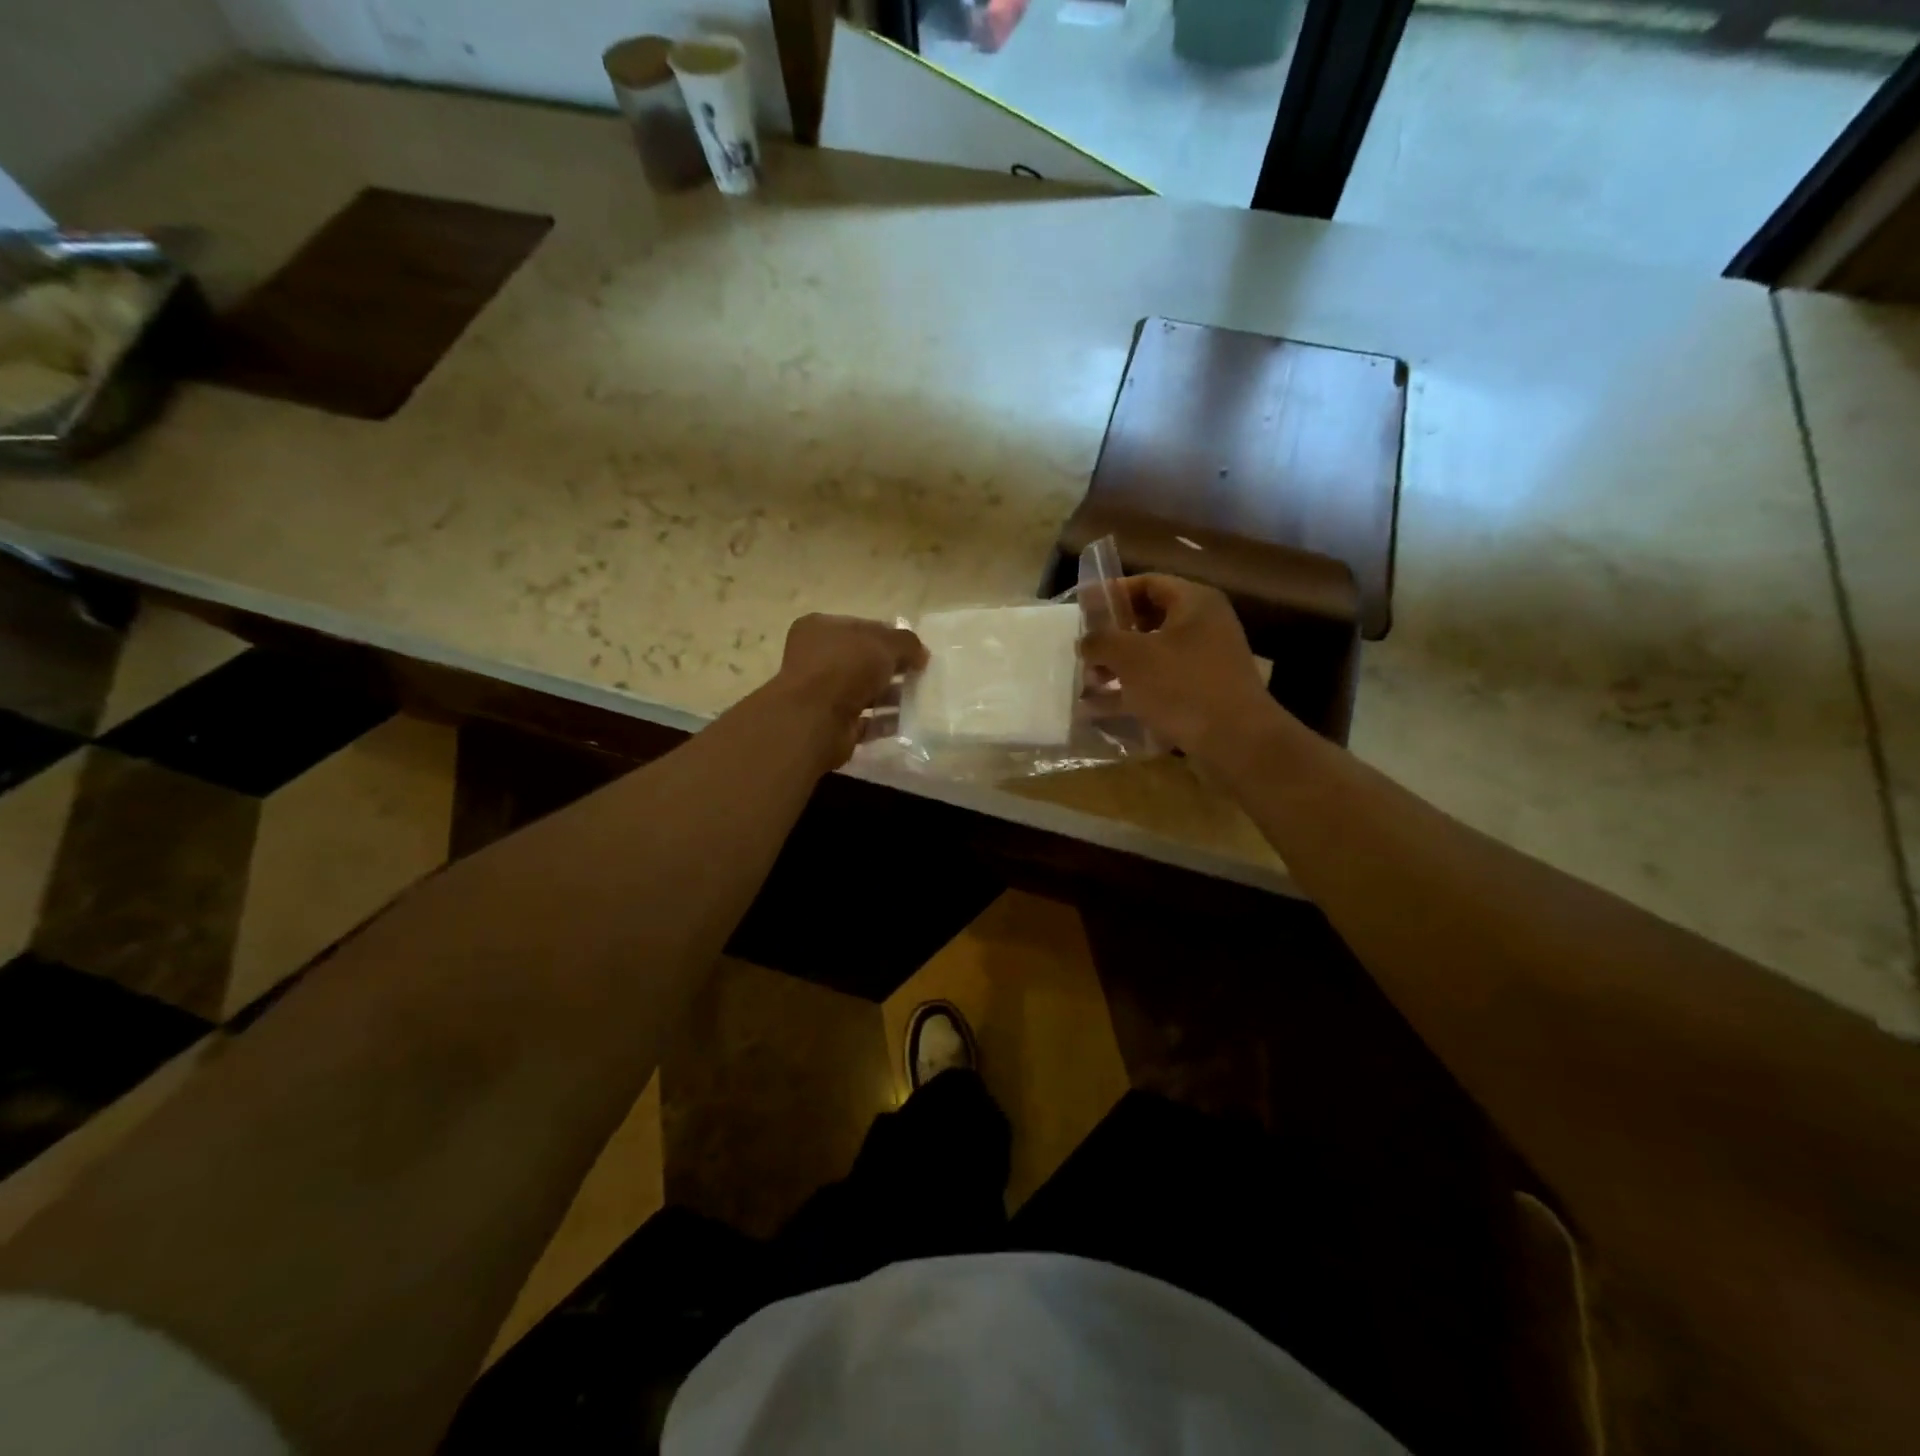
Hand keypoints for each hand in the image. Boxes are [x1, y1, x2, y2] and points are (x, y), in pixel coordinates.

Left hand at [772, 613, 927, 768]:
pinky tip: (909, 721)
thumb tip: (921, 654)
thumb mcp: (884, 644)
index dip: (892, 637)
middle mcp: (817, 659)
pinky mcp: (833, 724)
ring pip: (866, 691)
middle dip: (894, 668)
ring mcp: (823, 693)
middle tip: (921, 675)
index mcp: (820, 629)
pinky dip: (886, 721)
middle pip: (864, 661)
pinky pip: (866, 720)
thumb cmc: (845, 668)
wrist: (815, 720)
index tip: (916, 650)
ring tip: (920, 699)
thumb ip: (907, 643)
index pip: (863, 627)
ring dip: (893, 696)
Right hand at [1081, 576, 1279, 763]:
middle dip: (1112, 637)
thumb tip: (1084, 641)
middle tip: (1084, 651)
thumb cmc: (1182, 685)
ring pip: (1151, 656)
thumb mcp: (1131, 656)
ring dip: (1117, 667)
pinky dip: (1131, 693)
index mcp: (1194, 603)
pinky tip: (1099, 709)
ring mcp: (1204, 663)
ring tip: (1087, 683)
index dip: (1112, 593)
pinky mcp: (1200, 694)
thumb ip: (1101, 641)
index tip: (1082, 609)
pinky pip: (1159, 686)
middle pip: (1148, 621)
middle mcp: (1203, 626)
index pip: (1147, 583)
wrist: (1236, 741)